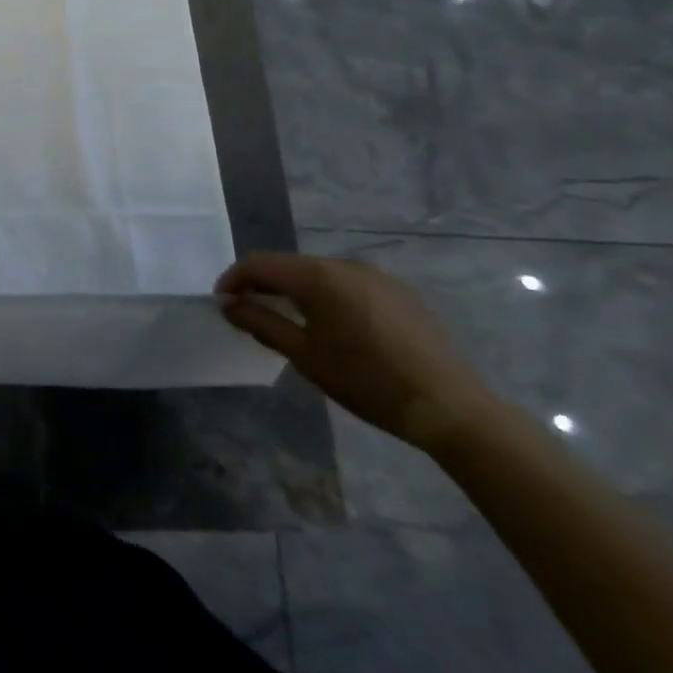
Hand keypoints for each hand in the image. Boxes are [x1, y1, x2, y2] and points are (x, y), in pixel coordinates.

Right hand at [216, 253, 499, 451]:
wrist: (450, 408)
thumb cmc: (367, 381)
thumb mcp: (304, 355)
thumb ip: (261, 323)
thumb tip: (229, 304)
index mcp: (319, 276)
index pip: (260, 264)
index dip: (234, 279)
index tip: (222, 303)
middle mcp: (345, 264)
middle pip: (290, 266)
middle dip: (264, 285)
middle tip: (248, 312)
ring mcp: (377, 276)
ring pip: (320, 275)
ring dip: (296, 291)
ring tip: (288, 320)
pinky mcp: (400, 292)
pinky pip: (349, 285)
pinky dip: (328, 297)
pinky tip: (334, 326)